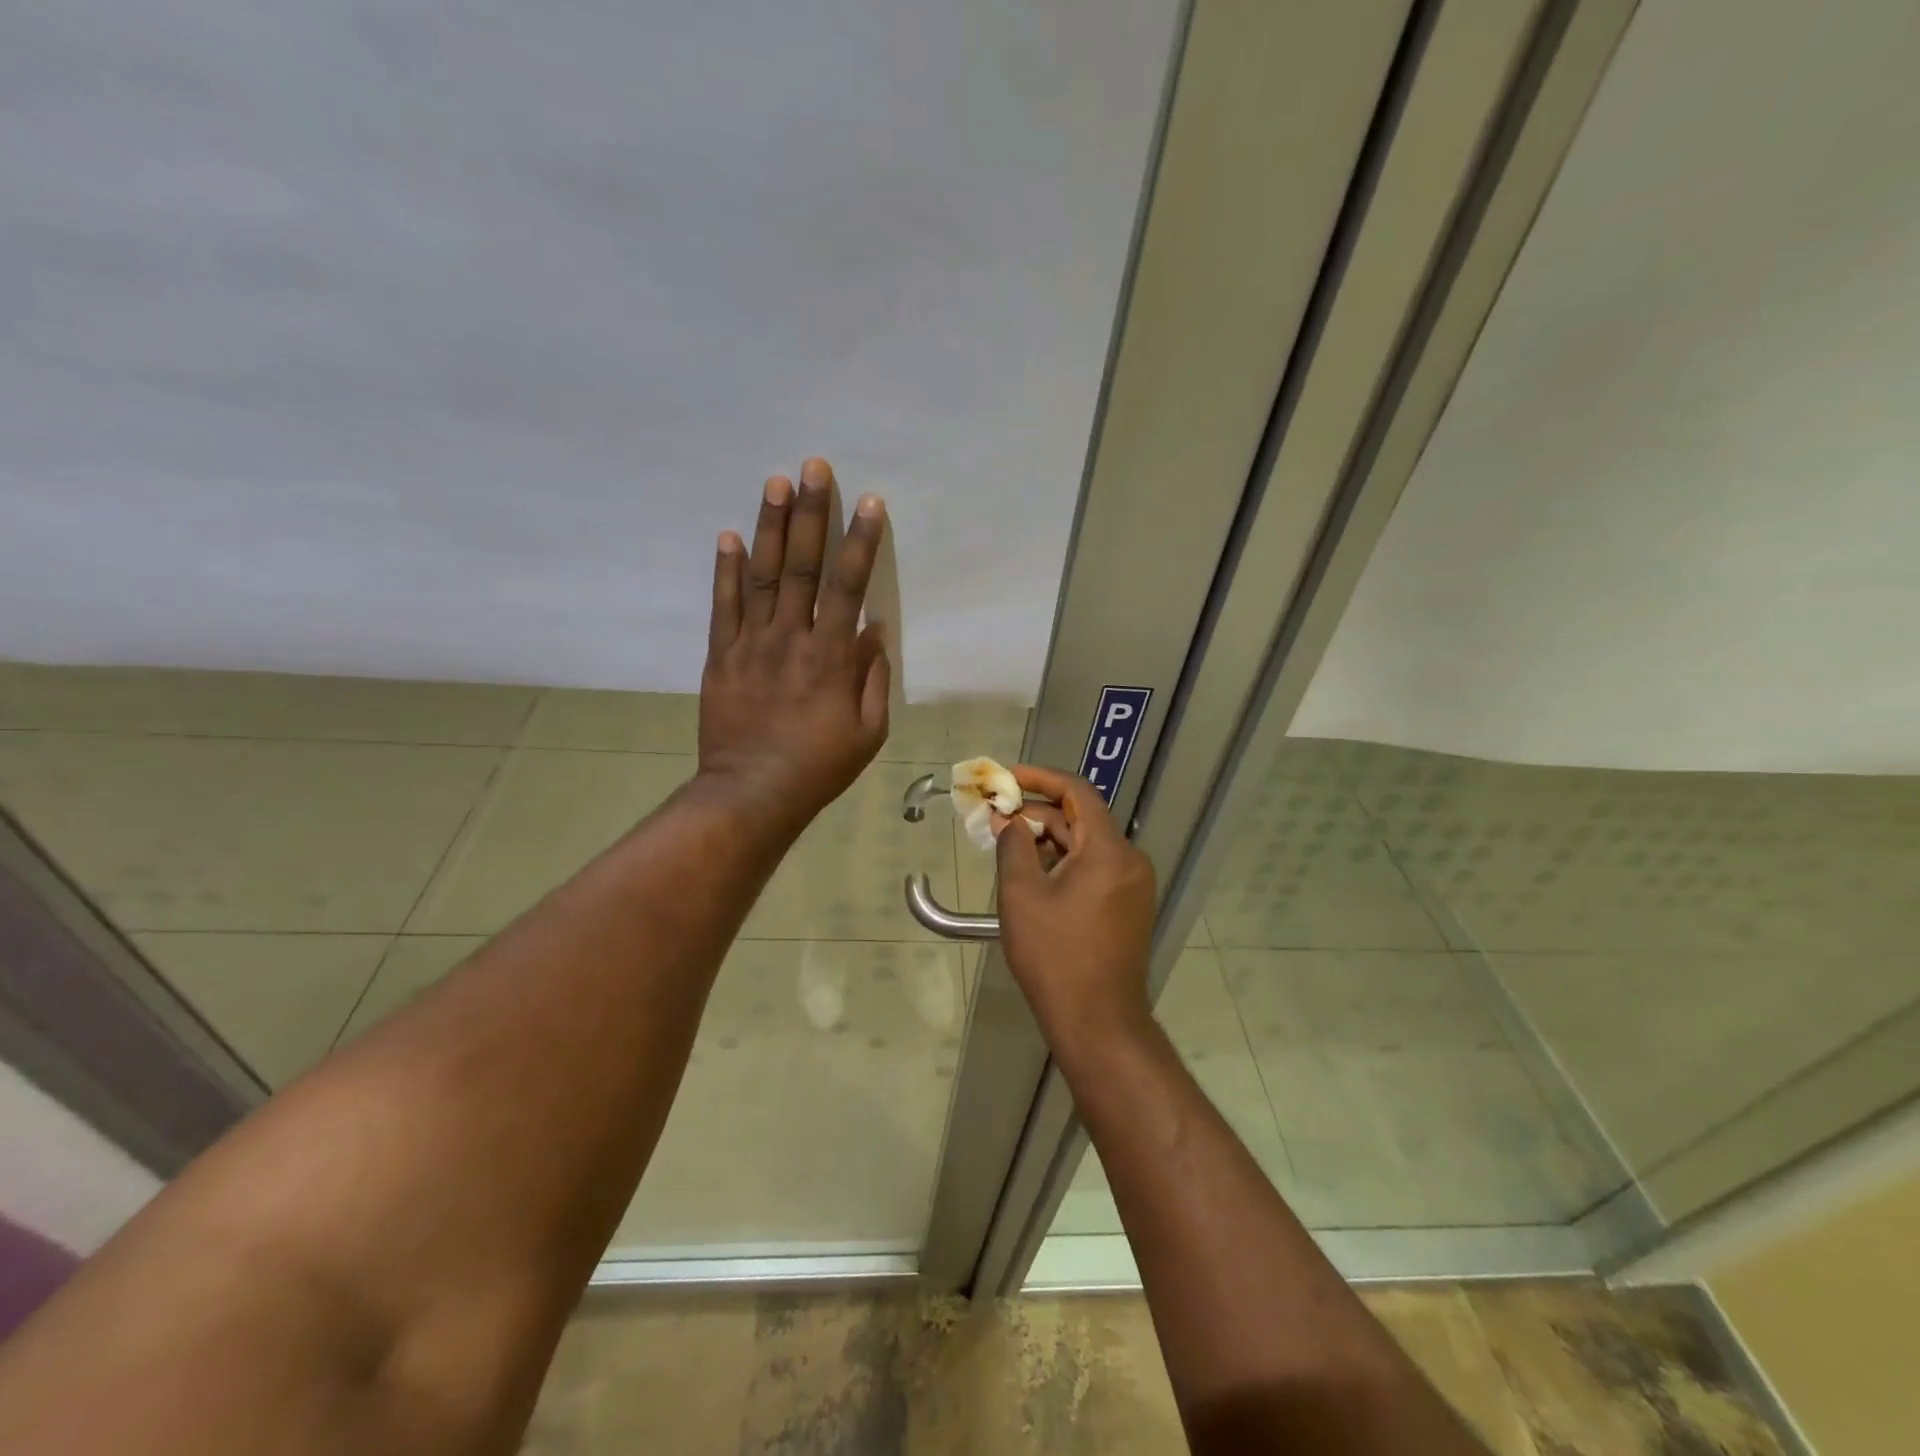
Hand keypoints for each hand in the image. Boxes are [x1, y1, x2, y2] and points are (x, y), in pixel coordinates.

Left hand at [699, 458, 890, 834]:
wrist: (751, 792)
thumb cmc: (819, 766)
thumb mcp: (868, 731)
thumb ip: (873, 677)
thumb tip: (874, 629)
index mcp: (831, 657)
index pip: (848, 587)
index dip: (860, 542)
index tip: (868, 503)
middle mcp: (791, 639)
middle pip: (802, 567)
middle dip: (810, 514)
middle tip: (813, 467)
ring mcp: (751, 644)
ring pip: (762, 576)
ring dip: (769, 527)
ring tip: (774, 482)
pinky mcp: (720, 656)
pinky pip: (723, 606)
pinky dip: (725, 570)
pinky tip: (728, 535)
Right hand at [993, 764, 1156, 1047]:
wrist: (1098, 1023)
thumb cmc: (1055, 956)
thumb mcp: (1022, 895)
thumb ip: (1014, 847)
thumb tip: (1009, 821)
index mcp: (1108, 850)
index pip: (1077, 792)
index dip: (1040, 778)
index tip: (1006, 778)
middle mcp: (1129, 860)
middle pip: (1081, 819)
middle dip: (1037, 815)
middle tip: (996, 819)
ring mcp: (1133, 886)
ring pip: (1086, 845)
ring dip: (1048, 840)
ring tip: (1008, 846)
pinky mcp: (1128, 907)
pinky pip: (1094, 869)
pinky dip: (1063, 863)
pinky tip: (1033, 875)